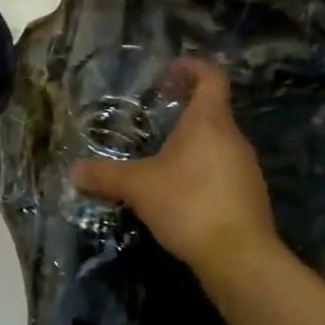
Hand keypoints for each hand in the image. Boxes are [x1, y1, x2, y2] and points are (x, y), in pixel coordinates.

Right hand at [72, 60, 274, 267]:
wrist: (238, 256)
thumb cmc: (187, 204)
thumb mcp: (137, 187)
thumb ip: (104, 175)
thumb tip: (75, 172)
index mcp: (208, 122)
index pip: (210, 77)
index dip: (192, 68)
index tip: (169, 71)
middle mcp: (233, 138)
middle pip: (213, 111)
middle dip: (185, 110)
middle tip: (156, 118)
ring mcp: (246, 168)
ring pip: (218, 143)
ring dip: (193, 144)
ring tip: (162, 158)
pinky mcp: (249, 195)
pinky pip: (223, 171)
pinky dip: (202, 171)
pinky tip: (180, 193)